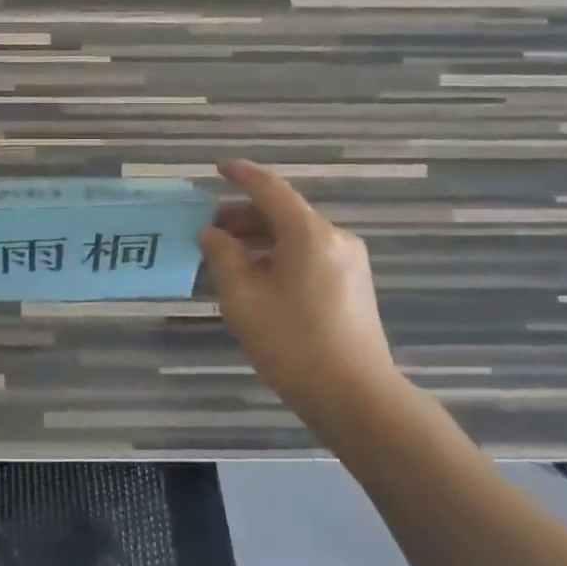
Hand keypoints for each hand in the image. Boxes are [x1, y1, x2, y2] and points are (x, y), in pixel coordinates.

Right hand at [199, 159, 405, 439]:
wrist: (356, 398)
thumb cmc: (292, 342)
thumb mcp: (243, 297)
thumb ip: (223, 256)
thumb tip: (212, 233)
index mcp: (308, 233)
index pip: (269, 189)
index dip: (241, 175)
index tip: (218, 167)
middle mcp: (334, 238)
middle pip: (283, 213)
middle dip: (244, 216)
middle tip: (211, 230)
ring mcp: (349, 262)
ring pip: (296, 236)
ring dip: (261, 239)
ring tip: (228, 258)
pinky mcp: (354, 285)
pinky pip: (309, 255)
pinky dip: (280, 255)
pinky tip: (258, 278)